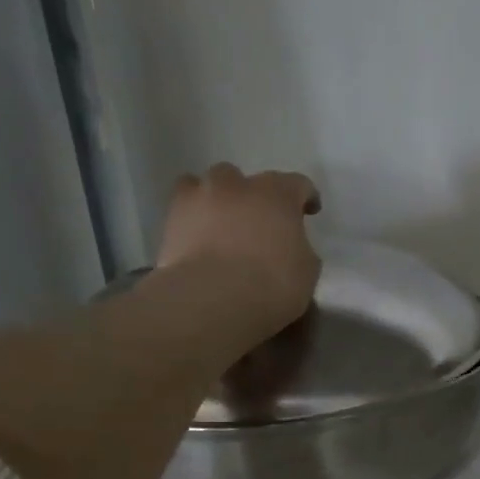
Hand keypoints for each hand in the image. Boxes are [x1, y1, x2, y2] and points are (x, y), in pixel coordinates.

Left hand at [156, 162, 321, 342]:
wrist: (213, 298)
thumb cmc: (272, 284)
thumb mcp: (307, 270)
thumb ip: (300, 249)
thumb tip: (291, 246)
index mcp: (277, 194)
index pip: (298, 184)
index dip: (306, 197)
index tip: (309, 211)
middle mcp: (236, 185)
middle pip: (246, 180)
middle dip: (254, 196)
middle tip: (259, 222)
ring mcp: (199, 197)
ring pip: (206, 186)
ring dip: (217, 201)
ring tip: (221, 225)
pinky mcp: (170, 219)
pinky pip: (184, 211)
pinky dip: (193, 221)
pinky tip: (199, 241)